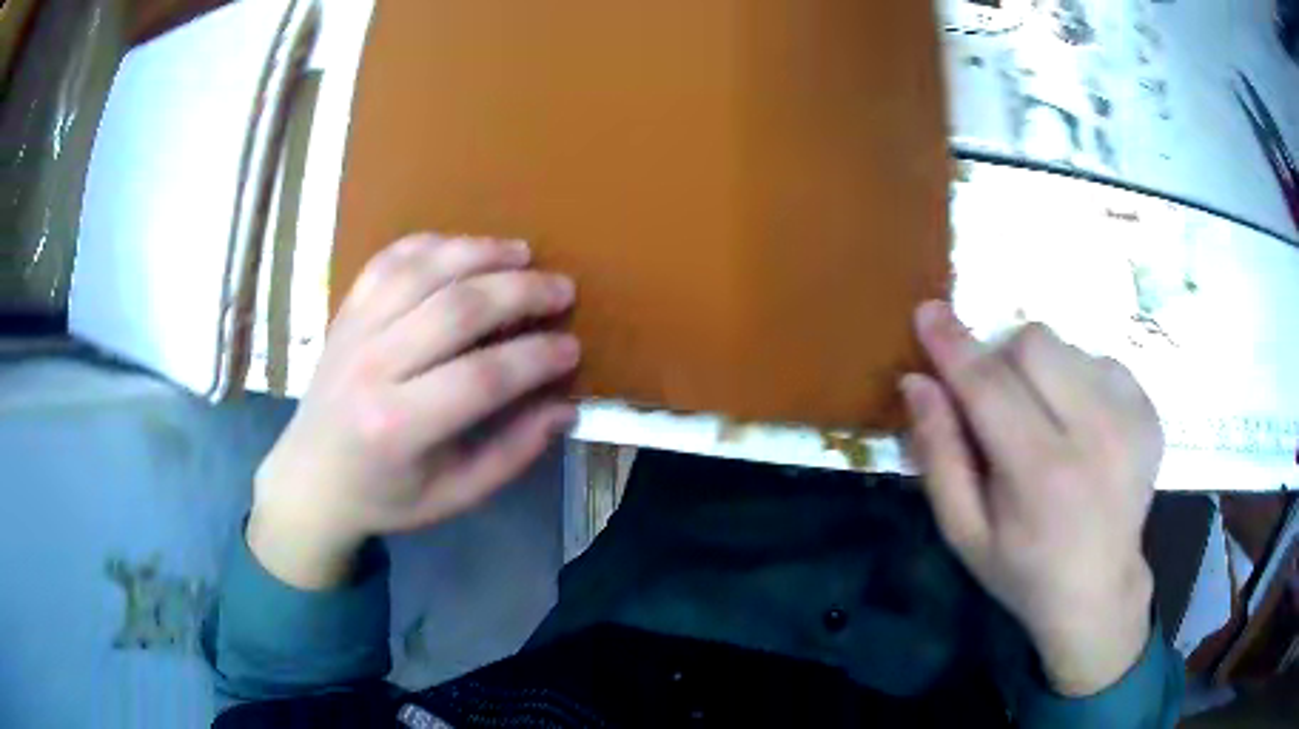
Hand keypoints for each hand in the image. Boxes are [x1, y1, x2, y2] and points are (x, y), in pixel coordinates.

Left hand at [250, 233, 580, 588]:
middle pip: (456, 310)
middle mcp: (373, 368)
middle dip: (520, 292)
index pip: (482, 378)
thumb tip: (565, 408)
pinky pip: (388, 260)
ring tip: (523, 253)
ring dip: (480, 252)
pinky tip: (463, 248)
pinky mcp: (346, 312)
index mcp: (399, 426)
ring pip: (423, 271)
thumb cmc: (384, 495)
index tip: (572, 348)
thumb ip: (511, 454)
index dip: (536, 358)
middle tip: (562, 289)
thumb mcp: (453, 496)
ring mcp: (354, 331)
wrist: (309, 478)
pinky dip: (430, 244)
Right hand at [902, 301, 1160, 696]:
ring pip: (1065, 345)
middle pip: (1032, 343)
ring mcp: (1132, 416)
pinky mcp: (1149, 407)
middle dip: (1001, 361)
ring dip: (1039, 372)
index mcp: (1043, 477)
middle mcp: (1097, 434)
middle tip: (997, 406)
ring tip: (1044, 423)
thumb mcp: (964, 532)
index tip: (928, 312)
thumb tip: (918, 382)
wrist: (1100, 589)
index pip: (990, 387)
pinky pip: (1096, 359)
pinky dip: (1075, 380)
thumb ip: (939, 456)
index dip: (954, 346)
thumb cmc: (1023, 569)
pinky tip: (1078, 426)